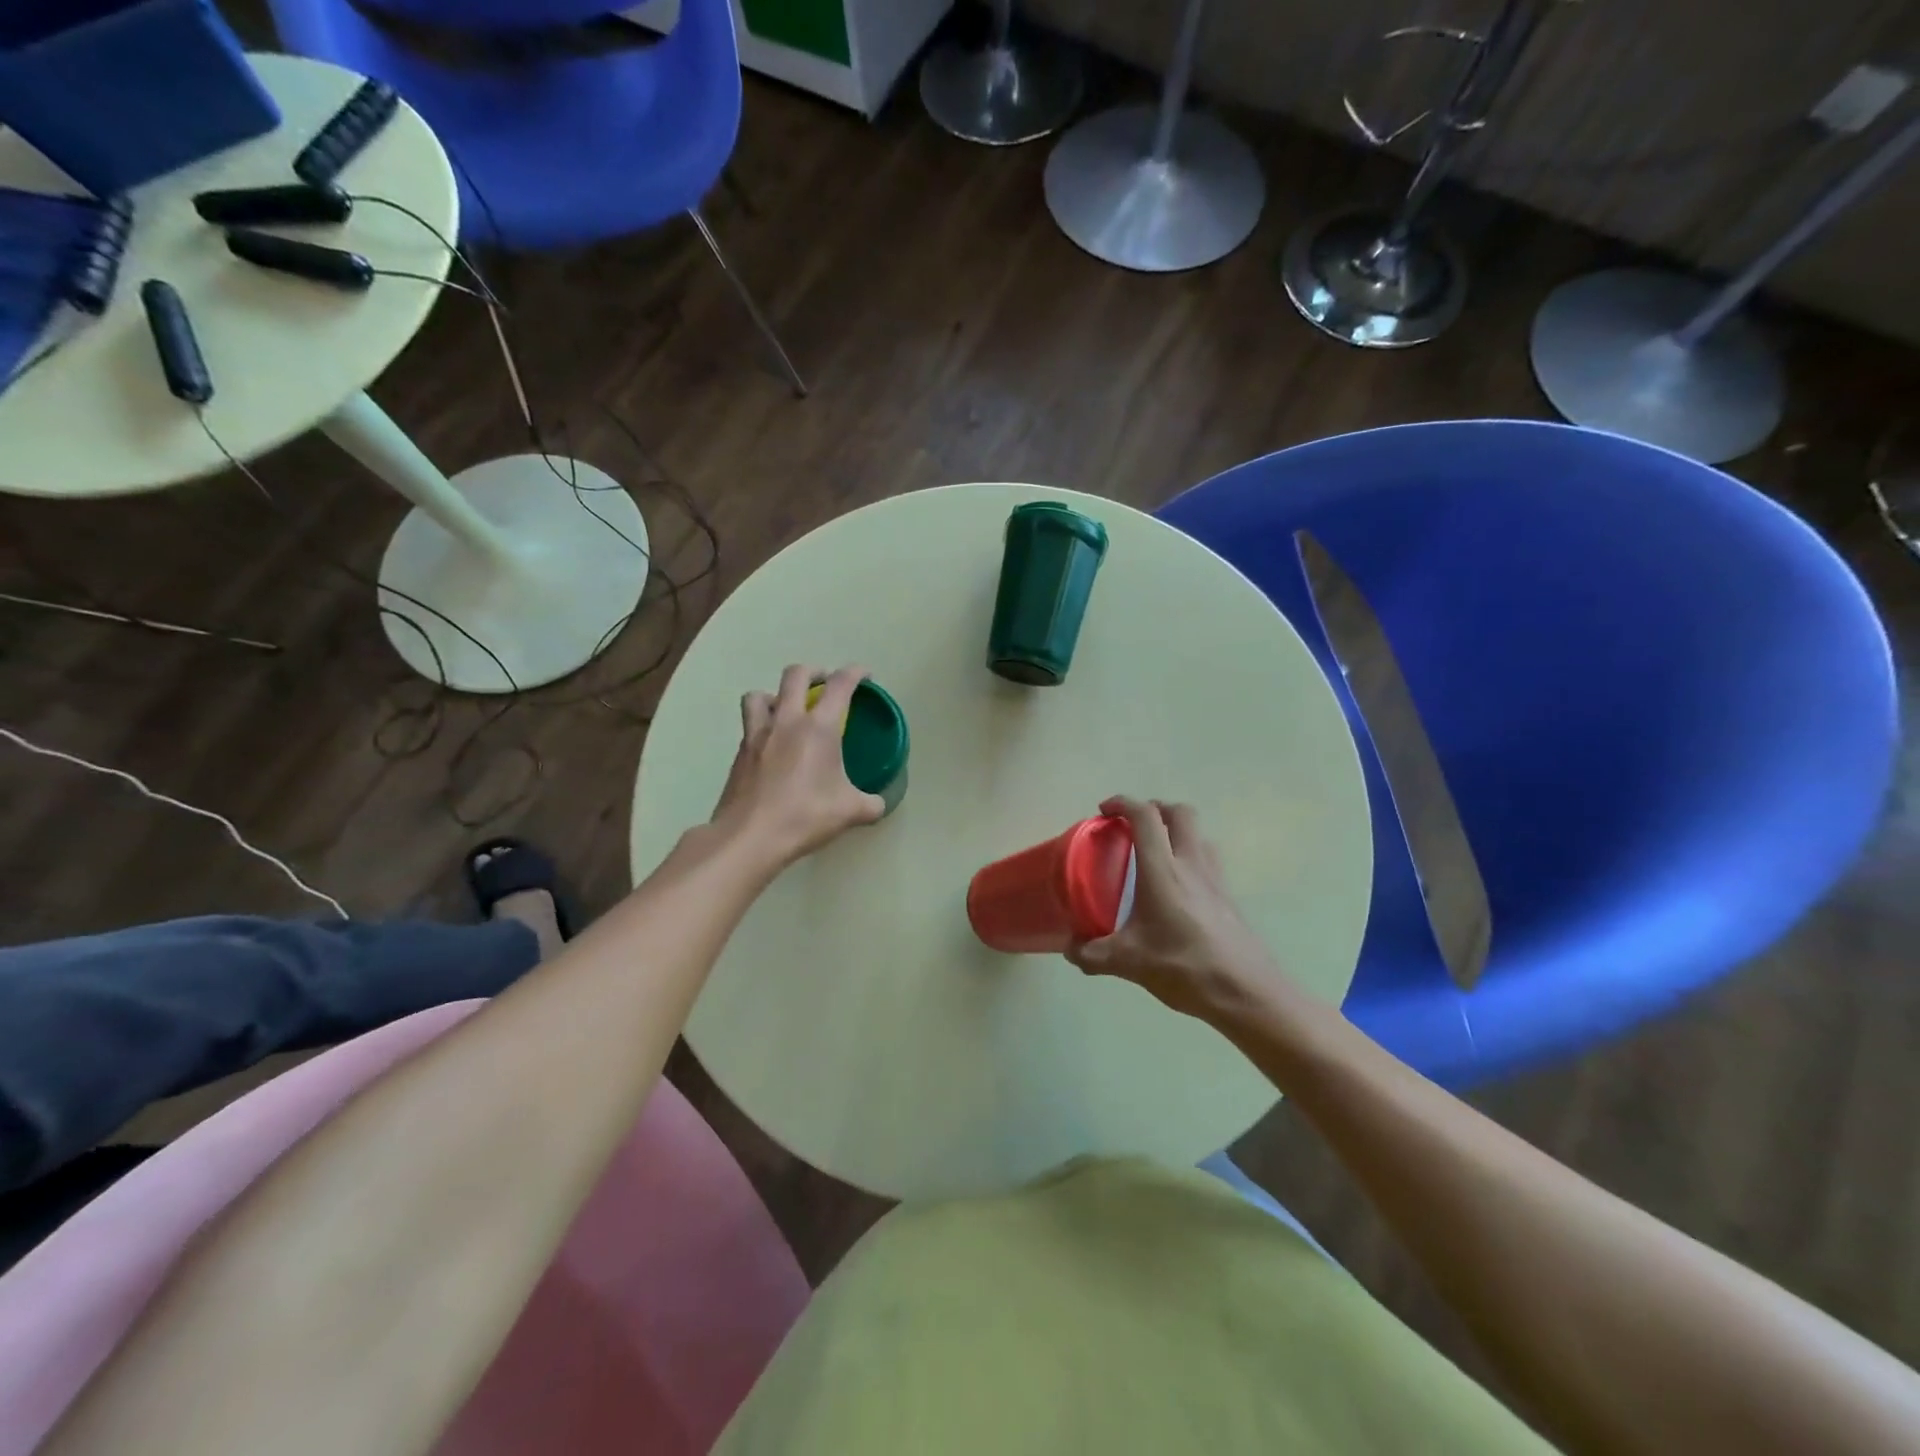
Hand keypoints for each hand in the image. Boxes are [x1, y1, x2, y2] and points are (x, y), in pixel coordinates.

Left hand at [710, 664, 885, 868]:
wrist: (750, 836)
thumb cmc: (805, 816)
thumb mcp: (850, 812)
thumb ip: (870, 804)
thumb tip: (879, 804)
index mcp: (819, 727)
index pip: (840, 685)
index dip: (854, 673)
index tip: (864, 675)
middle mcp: (786, 721)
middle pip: (795, 675)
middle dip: (814, 672)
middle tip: (824, 683)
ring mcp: (757, 734)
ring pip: (760, 695)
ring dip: (775, 694)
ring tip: (786, 710)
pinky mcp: (740, 753)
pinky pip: (749, 725)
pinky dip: (762, 725)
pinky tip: (772, 746)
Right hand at [1067, 797, 1289, 1023]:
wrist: (1245, 992)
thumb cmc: (1184, 967)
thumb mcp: (1128, 963)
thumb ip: (1092, 954)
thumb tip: (1069, 949)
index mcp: (1163, 870)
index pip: (1145, 817)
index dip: (1123, 803)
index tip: (1104, 810)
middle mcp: (1191, 864)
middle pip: (1180, 813)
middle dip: (1155, 808)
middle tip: (1133, 825)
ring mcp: (1215, 879)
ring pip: (1199, 834)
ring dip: (1177, 830)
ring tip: (1156, 851)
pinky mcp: (1228, 897)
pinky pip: (1209, 860)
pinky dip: (1190, 857)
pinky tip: (1178, 887)